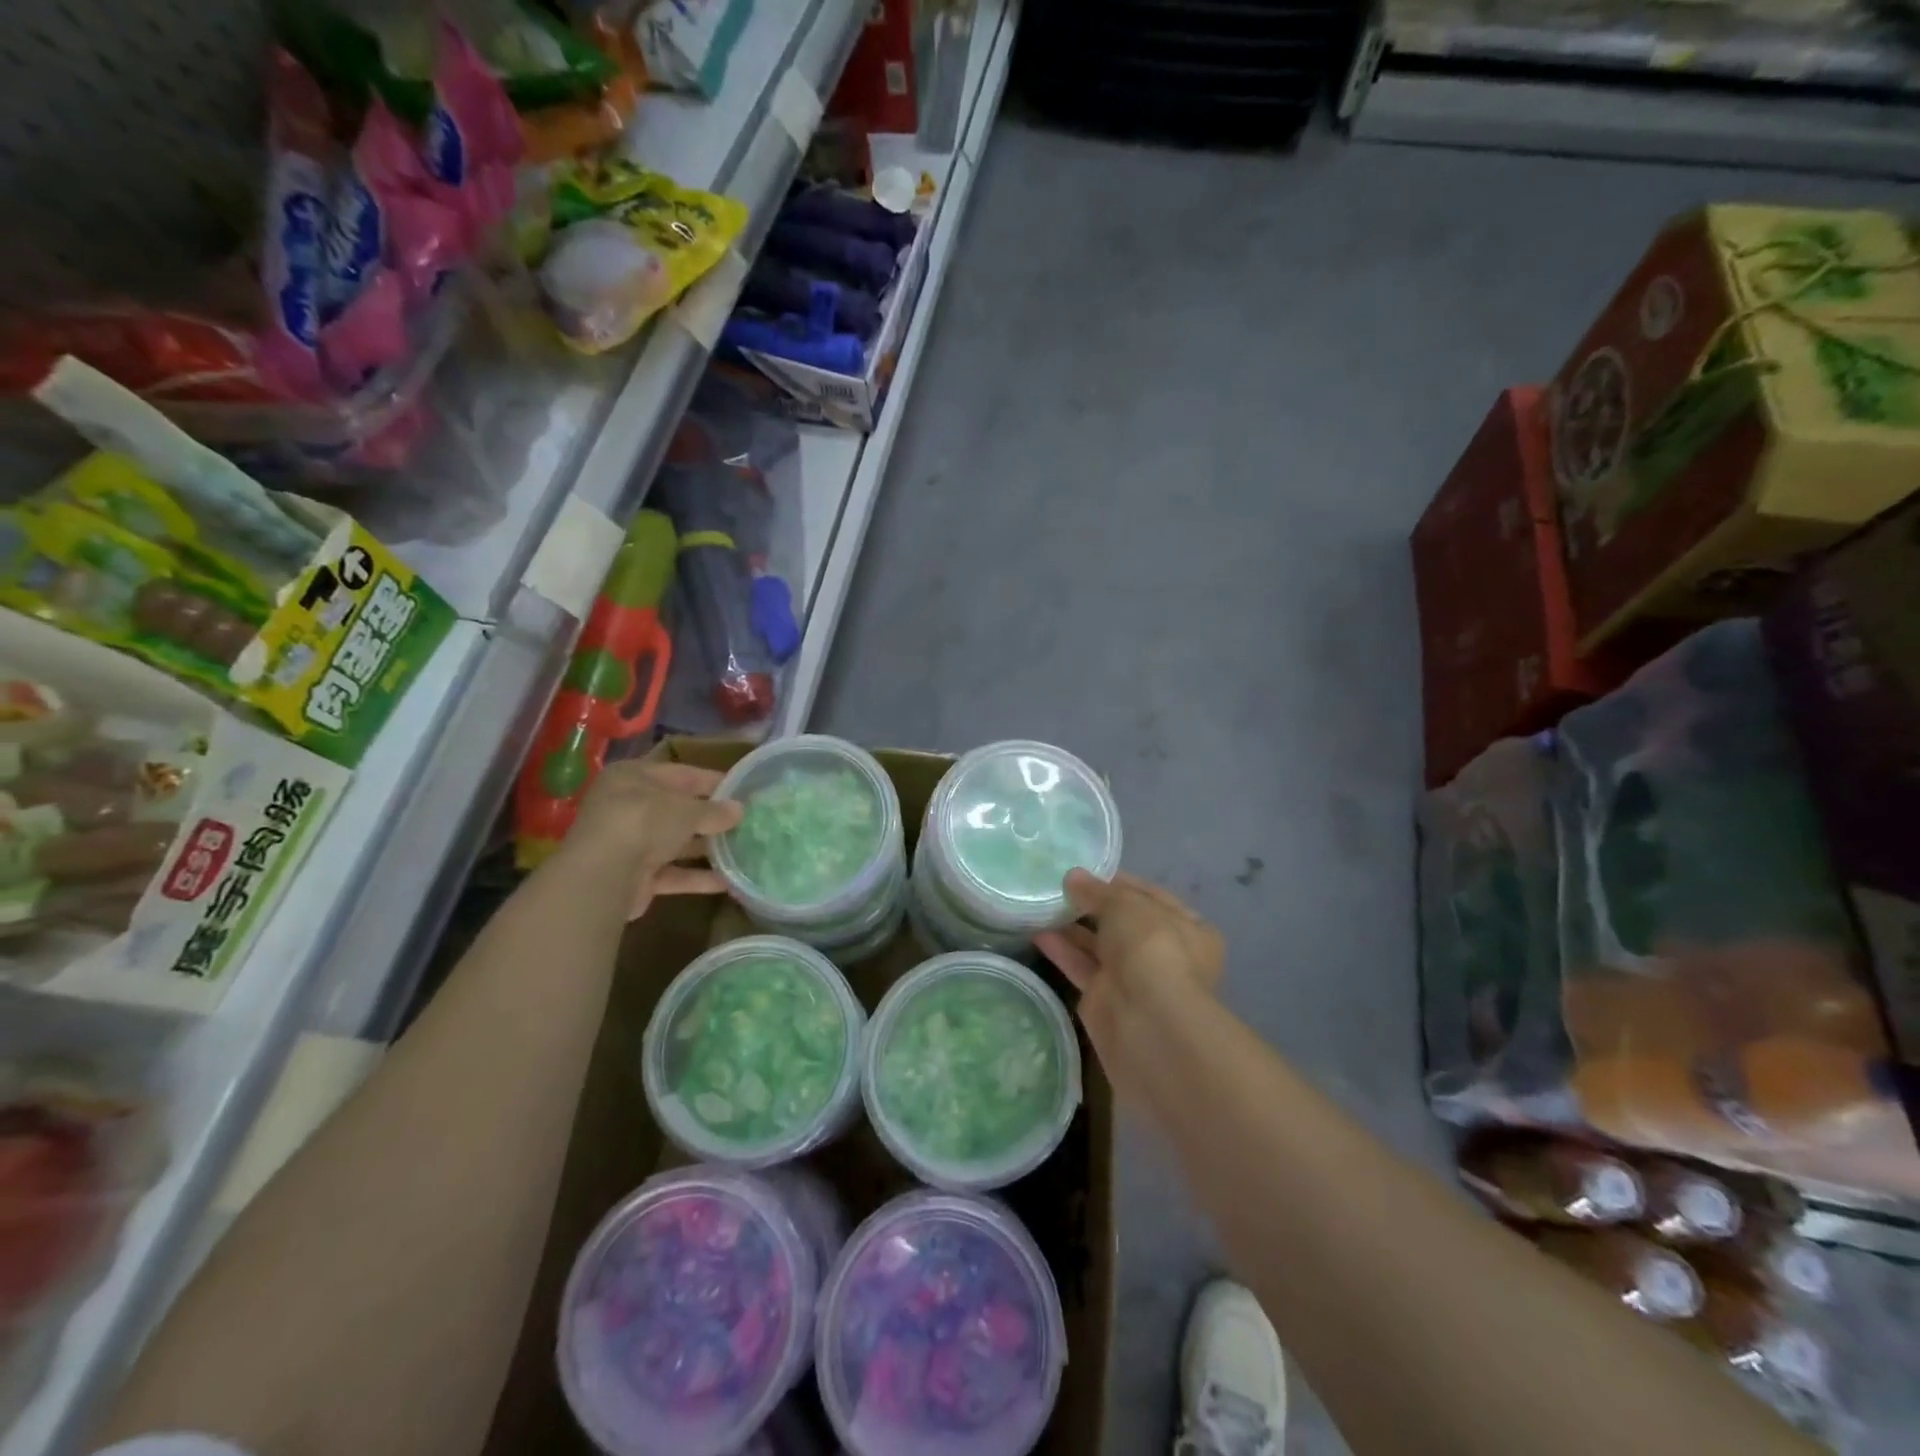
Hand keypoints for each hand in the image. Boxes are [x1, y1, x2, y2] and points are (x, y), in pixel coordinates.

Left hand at [560, 760, 743, 919]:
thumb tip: (739, 810)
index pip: (682, 773)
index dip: (713, 781)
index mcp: (633, 777)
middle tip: (747, 822)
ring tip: (743, 851)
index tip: (744, 790)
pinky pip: (672, 873)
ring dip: (706, 849)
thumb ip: (714, 810)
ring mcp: (629, 843)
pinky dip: (697, 877)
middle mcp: (627, 806)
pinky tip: (728, 882)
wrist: (603, 876)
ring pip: (675, 843)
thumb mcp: (686, 809)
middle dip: (711, 818)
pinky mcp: (634, 877)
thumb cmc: (644, 822)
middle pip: (677, 810)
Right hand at [1035, 871, 1224, 1095]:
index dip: (1118, 882)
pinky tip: (1037, 932)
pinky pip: (1082, 967)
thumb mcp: (1125, 905)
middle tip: (1058, 887)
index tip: (1086, 871)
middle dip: (1092, 906)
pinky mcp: (1106, 1000)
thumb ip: (1097, 891)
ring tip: (1041, 905)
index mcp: (1188, 927)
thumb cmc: (1150, 948)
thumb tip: (1073, 877)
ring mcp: (1135, 979)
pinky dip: (1062, 951)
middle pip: (1123, 923)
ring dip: (1073, 927)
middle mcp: (1165, 953)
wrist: (1147, 1022)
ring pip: (1100, 946)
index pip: (1150, 896)